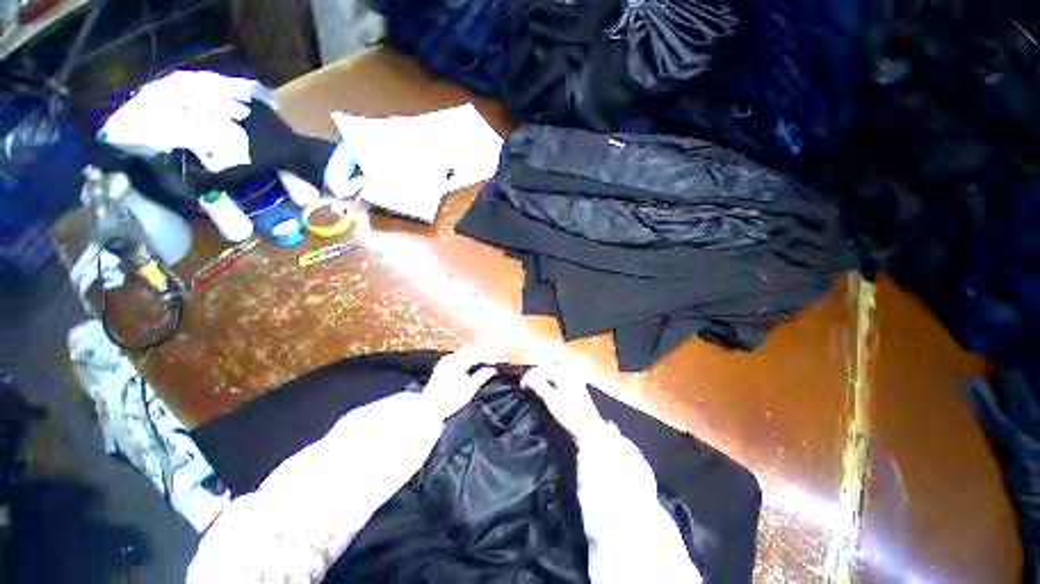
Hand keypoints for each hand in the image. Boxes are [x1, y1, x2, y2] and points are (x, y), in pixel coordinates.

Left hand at [423, 346, 497, 420]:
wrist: (429, 407)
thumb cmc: (451, 398)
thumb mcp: (470, 389)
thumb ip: (482, 376)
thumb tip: (493, 369)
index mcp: (459, 361)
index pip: (477, 354)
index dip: (487, 357)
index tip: (495, 361)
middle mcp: (451, 357)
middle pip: (469, 350)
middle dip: (480, 353)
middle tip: (489, 360)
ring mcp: (444, 361)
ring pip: (462, 352)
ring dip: (472, 354)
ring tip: (480, 361)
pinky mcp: (440, 365)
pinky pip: (455, 356)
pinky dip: (464, 357)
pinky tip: (467, 363)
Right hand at [522, 364, 605, 440]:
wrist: (589, 428)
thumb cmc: (570, 414)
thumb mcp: (552, 400)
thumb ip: (539, 385)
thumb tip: (528, 378)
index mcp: (563, 373)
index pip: (542, 368)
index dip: (529, 375)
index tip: (522, 386)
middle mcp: (569, 371)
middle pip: (548, 366)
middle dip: (536, 373)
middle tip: (527, 385)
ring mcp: (574, 377)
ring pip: (554, 369)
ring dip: (543, 375)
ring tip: (535, 385)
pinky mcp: (577, 384)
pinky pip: (560, 375)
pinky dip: (551, 378)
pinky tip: (548, 386)